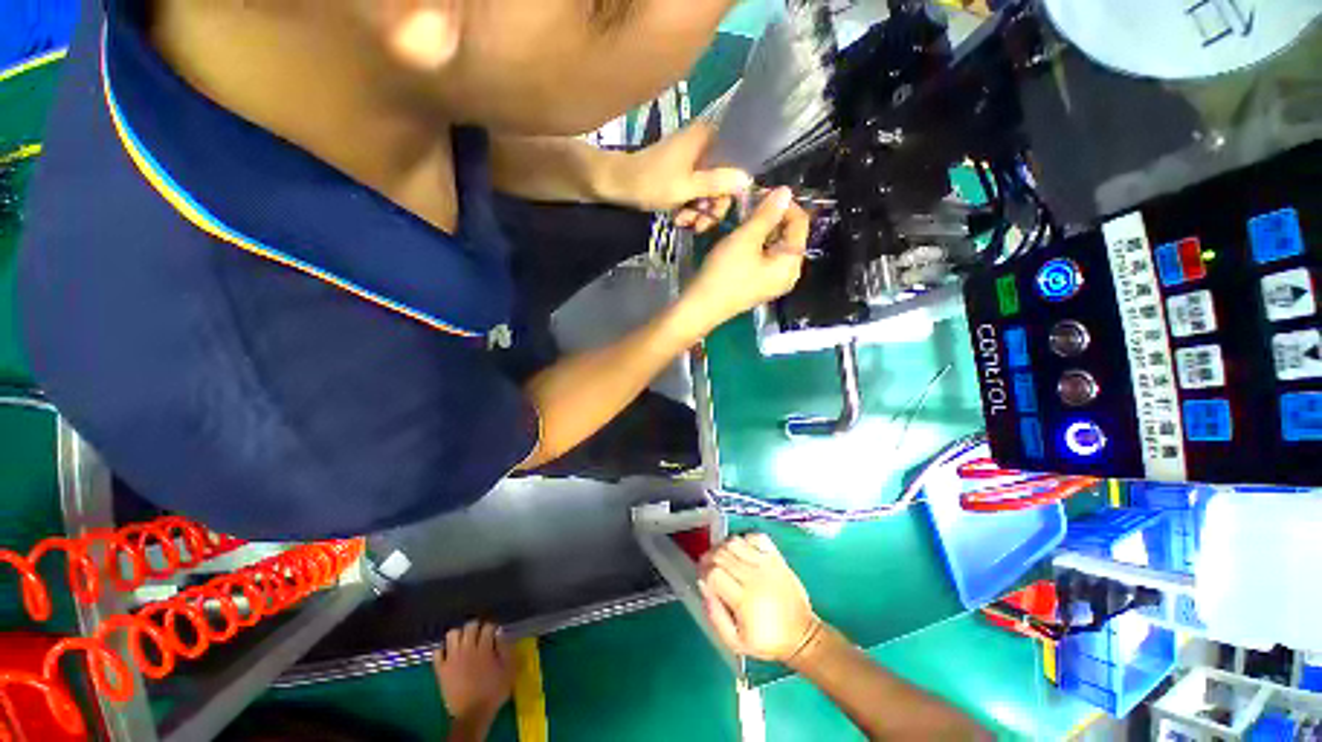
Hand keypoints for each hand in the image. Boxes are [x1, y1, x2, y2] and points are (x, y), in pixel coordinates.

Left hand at [433, 621, 513, 727]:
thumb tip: (501, 634)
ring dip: (459, 635)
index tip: (494, 635)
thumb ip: (507, 649)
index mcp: (485, 648)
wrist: (473, 714)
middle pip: (470, 626)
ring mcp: (452, 659)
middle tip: (480, 636)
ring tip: (464, 643)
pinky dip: (443, 650)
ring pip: (452, 634)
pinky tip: (449, 654)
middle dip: (477, 627)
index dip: (492, 629)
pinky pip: (437, 652)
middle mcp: (467, 649)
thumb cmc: (493, 692)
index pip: (488, 626)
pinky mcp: (441, 670)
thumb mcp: (509, 670)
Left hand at [617, 122, 751, 231]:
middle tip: (698, 225)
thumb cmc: (652, 183)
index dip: (730, 192)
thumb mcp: (687, 187)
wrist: (618, 184)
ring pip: (709, 191)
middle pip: (723, 181)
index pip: (736, 165)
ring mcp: (693, 160)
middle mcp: (705, 145)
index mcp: (708, 138)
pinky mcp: (683, 173)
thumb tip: (749, 179)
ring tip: (684, 223)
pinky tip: (680, 218)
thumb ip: (717, 183)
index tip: (716, 213)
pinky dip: (690, 208)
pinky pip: (696, 193)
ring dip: (699, 211)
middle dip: (710, 207)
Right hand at [679, 187, 807, 331]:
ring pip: (775, 245)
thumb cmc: (724, 273)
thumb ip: (767, 214)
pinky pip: (764, 257)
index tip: (761, 193)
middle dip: (771, 217)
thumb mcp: (745, 239)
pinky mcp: (759, 284)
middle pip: (789, 235)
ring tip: (742, 219)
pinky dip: (756, 244)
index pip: (800, 223)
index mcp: (791, 263)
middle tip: (748, 205)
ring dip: (761, 229)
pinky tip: (740, 238)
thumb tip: (786, 191)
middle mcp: (788, 274)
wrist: (700, 307)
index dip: (783, 204)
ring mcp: (773, 281)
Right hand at [698, 533, 821, 663]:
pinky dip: (744, 540)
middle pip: (721, 553)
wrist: (802, 635)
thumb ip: (715, 616)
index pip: (714, 573)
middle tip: (708, 568)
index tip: (703, 579)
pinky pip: (755, 537)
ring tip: (723, 559)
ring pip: (735, 541)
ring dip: (723, 547)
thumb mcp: (736, 642)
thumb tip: (704, 588)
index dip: (703, 573)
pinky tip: (742, 553)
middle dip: (709, 558)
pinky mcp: (776, 557)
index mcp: (744, 600)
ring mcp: (767, 563)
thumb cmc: (767, 642)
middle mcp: (755, 576)